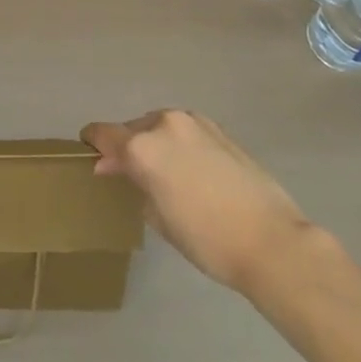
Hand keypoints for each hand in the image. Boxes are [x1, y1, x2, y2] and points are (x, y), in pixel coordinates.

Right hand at [81, 109, 311, 295]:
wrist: (270, 239)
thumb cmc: (206, 238)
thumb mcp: (158, 218)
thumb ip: (134, 184)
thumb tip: (117, 168)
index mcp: (143, 145)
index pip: (103, 134)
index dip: (92, 144)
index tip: (90, 157)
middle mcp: (164, 123)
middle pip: (133, 129)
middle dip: (128, 149)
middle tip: (131, 177)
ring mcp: (194, 122)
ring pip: (160, 127)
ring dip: (155, 145)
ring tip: (165, 176)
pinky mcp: (218, 129)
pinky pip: (185, 132)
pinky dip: (179, 145)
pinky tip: (191, 172)